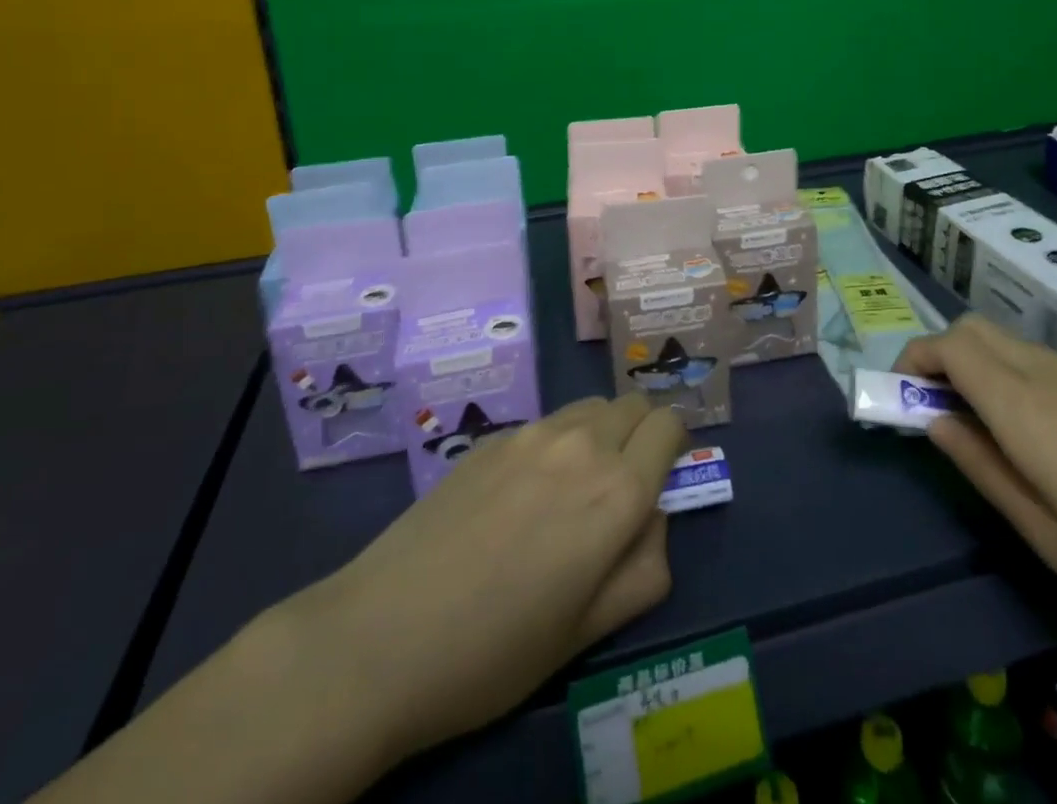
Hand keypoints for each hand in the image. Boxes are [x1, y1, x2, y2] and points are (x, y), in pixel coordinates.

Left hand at [279, 392, 685, 769]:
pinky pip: (548, 422)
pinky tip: (520, 494)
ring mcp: (532, 434)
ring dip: (601, 432)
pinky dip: (558, 442)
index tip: (662, 480)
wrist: (381, 637)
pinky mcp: (493, 437)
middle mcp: (582, 445)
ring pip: (591, 407)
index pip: (670, 426)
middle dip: (641, 435)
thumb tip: (652, 518)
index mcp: (618, 492)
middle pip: (634, 405)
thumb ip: (645, 566)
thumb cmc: (495, 652)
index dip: (675, 448)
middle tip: (619, 487)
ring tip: (571, 489)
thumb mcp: (589, 632)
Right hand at [897, 316, 1056, 674]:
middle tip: (939, 414)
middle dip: (941, 356)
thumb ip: (986, 471)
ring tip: (990, 433)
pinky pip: (1051, 364)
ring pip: (1013, 344)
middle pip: (976, 329)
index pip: (950, 344)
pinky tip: (1054, 443)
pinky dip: (1020, 378)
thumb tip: (933, 422)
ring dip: (980, 367)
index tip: (903, 400)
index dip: (914, 359)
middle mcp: (1055, 377)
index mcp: (1029, 409)